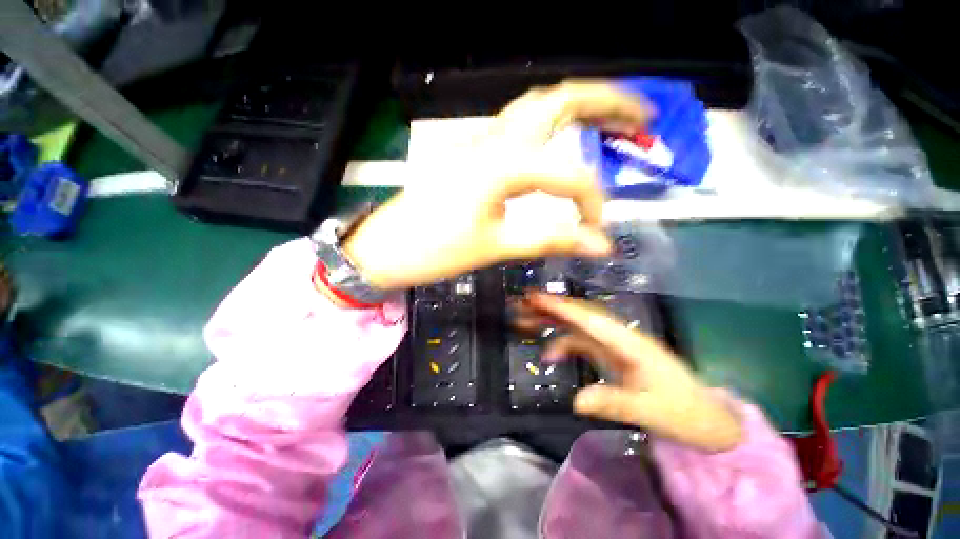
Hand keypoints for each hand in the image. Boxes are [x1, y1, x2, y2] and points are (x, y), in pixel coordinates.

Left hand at [343, 81, 649, 289]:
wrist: (386, 248)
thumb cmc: (433, 249)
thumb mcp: (494, 247)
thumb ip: (548, 239)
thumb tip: (599, 245)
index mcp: (500, 165)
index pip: (568, 174)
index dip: (591, 203)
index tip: (595, 232)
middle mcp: (492, 141)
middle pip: (559, 100)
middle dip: (607, 102)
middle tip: (642, 119)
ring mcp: (479, 142)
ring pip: (538, 106)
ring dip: (579, 106)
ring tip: (613, 118)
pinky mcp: (472, 153)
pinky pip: (519, 126)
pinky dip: (551, 124)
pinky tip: (563, 138)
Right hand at [516, 292, 743, 452]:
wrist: (708, 421)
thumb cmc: (685, 414)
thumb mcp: (652, 412)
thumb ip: (615, 403)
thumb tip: (576, 401)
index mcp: (631, 343)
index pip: (591, 319)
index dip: (562, 308)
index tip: (536, 298)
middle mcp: (620, 337)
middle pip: (580, 316)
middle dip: (551, 308)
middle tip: (522, 305)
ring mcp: (615, 345)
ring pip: (578, 326)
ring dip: (553, 322)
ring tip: (526, 321)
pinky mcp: (612, 355)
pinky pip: (582, 343)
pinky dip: (563, 344)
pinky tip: (550, 355)